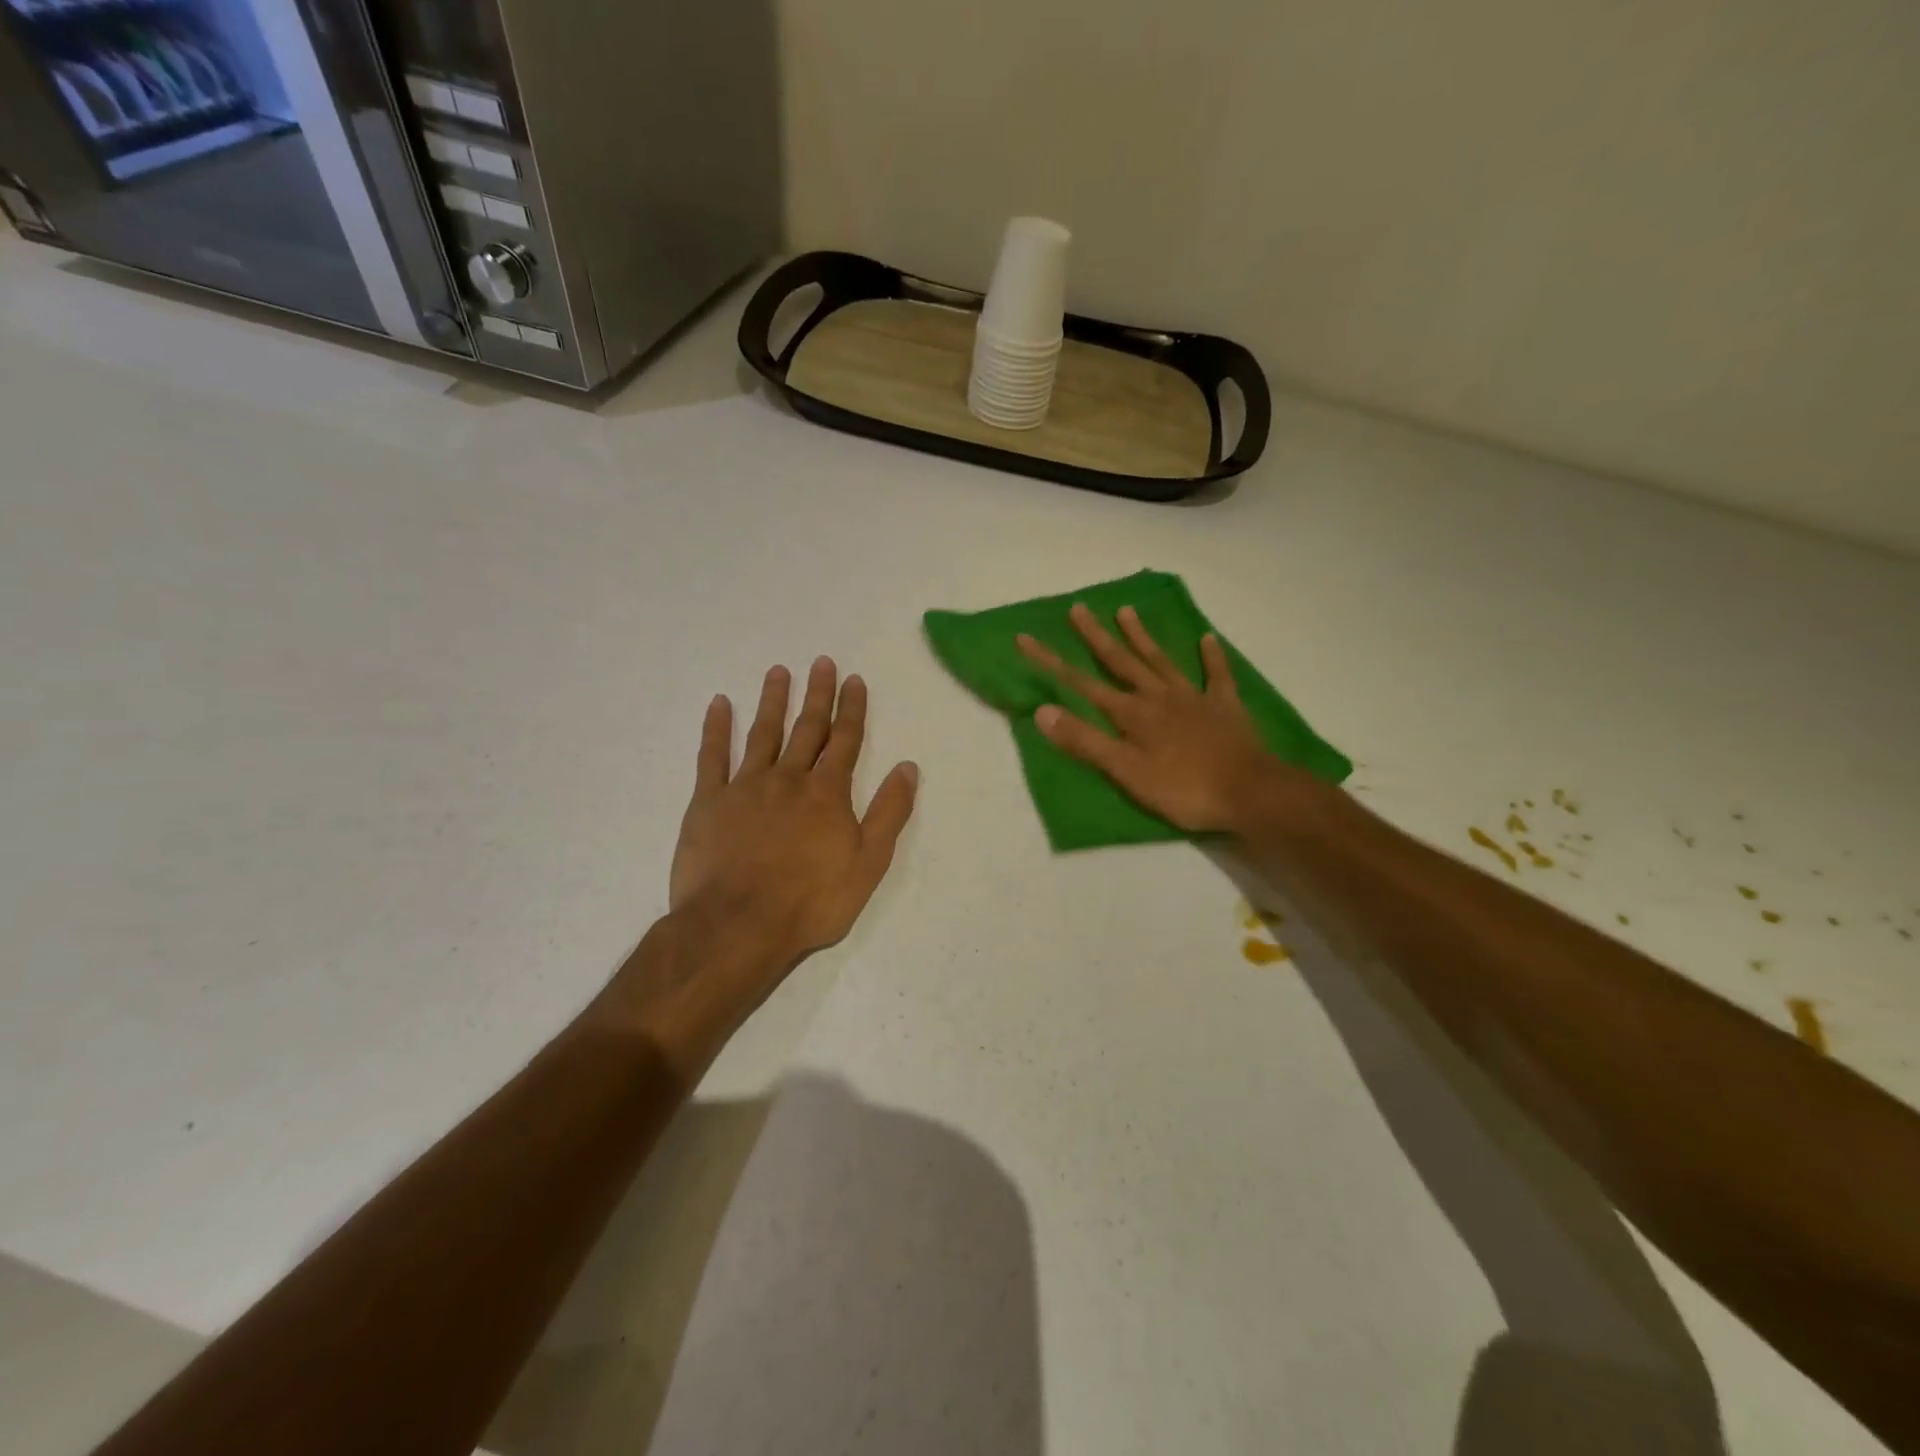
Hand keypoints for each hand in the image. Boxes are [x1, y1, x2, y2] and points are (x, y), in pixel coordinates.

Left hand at [670, 658, 917, 968]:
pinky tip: (720, 704)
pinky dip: (716, 728)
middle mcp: (788, 778)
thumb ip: (889, 812)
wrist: (738, 925)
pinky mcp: (708, 802)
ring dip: (773, 701)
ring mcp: (745, 787)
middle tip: (821, 662)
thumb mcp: (868, 863)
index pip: (845, 741)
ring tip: (778, 671)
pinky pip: (712, 756)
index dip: (852, 709)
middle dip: (817, 695)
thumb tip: (907, 767)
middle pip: (807, 729)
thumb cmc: (811, 901)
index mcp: (827, 793)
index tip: (853, 679)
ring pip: (763, 733)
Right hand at [1017, 604, 1277, 832]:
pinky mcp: (1225, 706)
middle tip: (1078, 608)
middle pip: (1121, 661)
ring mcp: (1193, 698)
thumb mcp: (1126, 772)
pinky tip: (1207, 638)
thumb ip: (1085, 741)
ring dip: (1141, 636)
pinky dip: (1211, 656)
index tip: (1026, 639)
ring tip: (1126, 610)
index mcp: (1131, 714)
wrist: (1249, 793)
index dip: (1051, 662)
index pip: (1081, 684)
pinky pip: (1216, 675)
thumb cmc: (1183, 789)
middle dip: (1096, 636)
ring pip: (1161, 660)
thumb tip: (1042, 710)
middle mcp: (1158, 697)